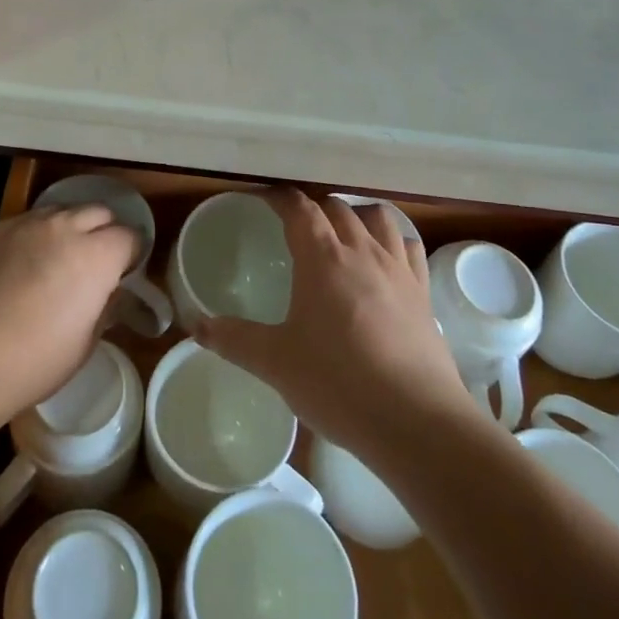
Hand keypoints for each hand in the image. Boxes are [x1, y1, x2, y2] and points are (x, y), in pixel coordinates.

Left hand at [0, 203, 140, 431]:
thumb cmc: (31, 363)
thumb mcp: (83, 344)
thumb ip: (104, 307)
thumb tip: (108, 292)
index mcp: (94, 256)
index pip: (129, 236)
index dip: (131, 254)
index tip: (124, 273)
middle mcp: (61, 227)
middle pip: (97, 212)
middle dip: (102, 232)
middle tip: (93, 263)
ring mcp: (21, 224)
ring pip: (57, 212)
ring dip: (65, 230)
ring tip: (53, 261)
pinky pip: (20, 224)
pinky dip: (28, 238)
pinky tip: (14, 268)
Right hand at [199, 190, 466, 456]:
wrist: (416, 420)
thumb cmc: (337, 383)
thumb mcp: (275, 363)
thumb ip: (233, 339)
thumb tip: (195, 326)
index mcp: (322, 257)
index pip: (299, 208)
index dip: (279, 198)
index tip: (263, 198)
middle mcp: (362, 251)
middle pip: (338, 208)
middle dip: (315, 207)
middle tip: (296, 224)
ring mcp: (398, 269)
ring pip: (378, 218)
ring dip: (357, 215)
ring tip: (343, 232)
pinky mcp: (423, 293)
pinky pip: (409, 248)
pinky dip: (393, 241)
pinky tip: (386, 260)